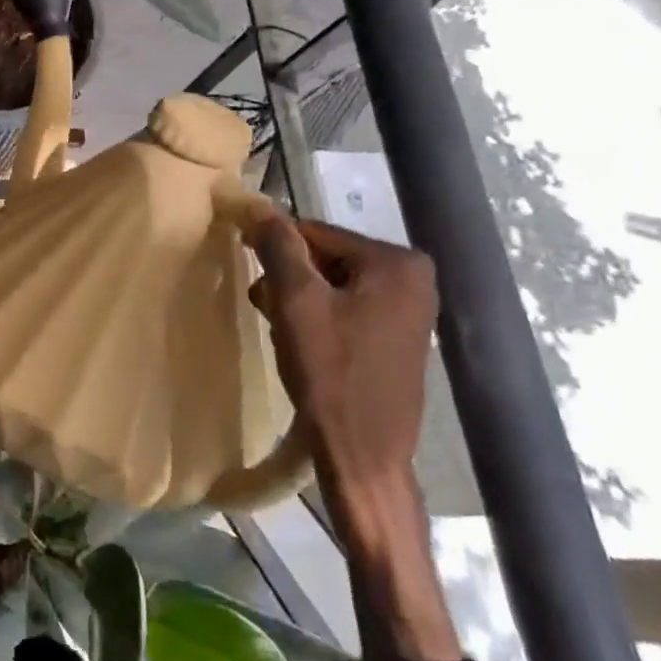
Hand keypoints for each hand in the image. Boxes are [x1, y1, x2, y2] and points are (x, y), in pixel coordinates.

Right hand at [248, 209, 460, 660]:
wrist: (363, 456)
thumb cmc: (330, 374)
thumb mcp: (295, 302)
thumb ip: (278, 246)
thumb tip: (255, 203)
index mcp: (397, 262)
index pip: (314, 233)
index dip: (275, 249)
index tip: (247, 271)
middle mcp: (414, 279)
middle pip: (325, 258)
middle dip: (288, 277)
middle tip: (263, 306)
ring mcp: (410, 311)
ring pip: (332, 284)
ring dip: (297, 298)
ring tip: (278, 326)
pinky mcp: (398, 338)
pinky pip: (346, 308)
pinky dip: (317, 317)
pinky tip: (300, 342)